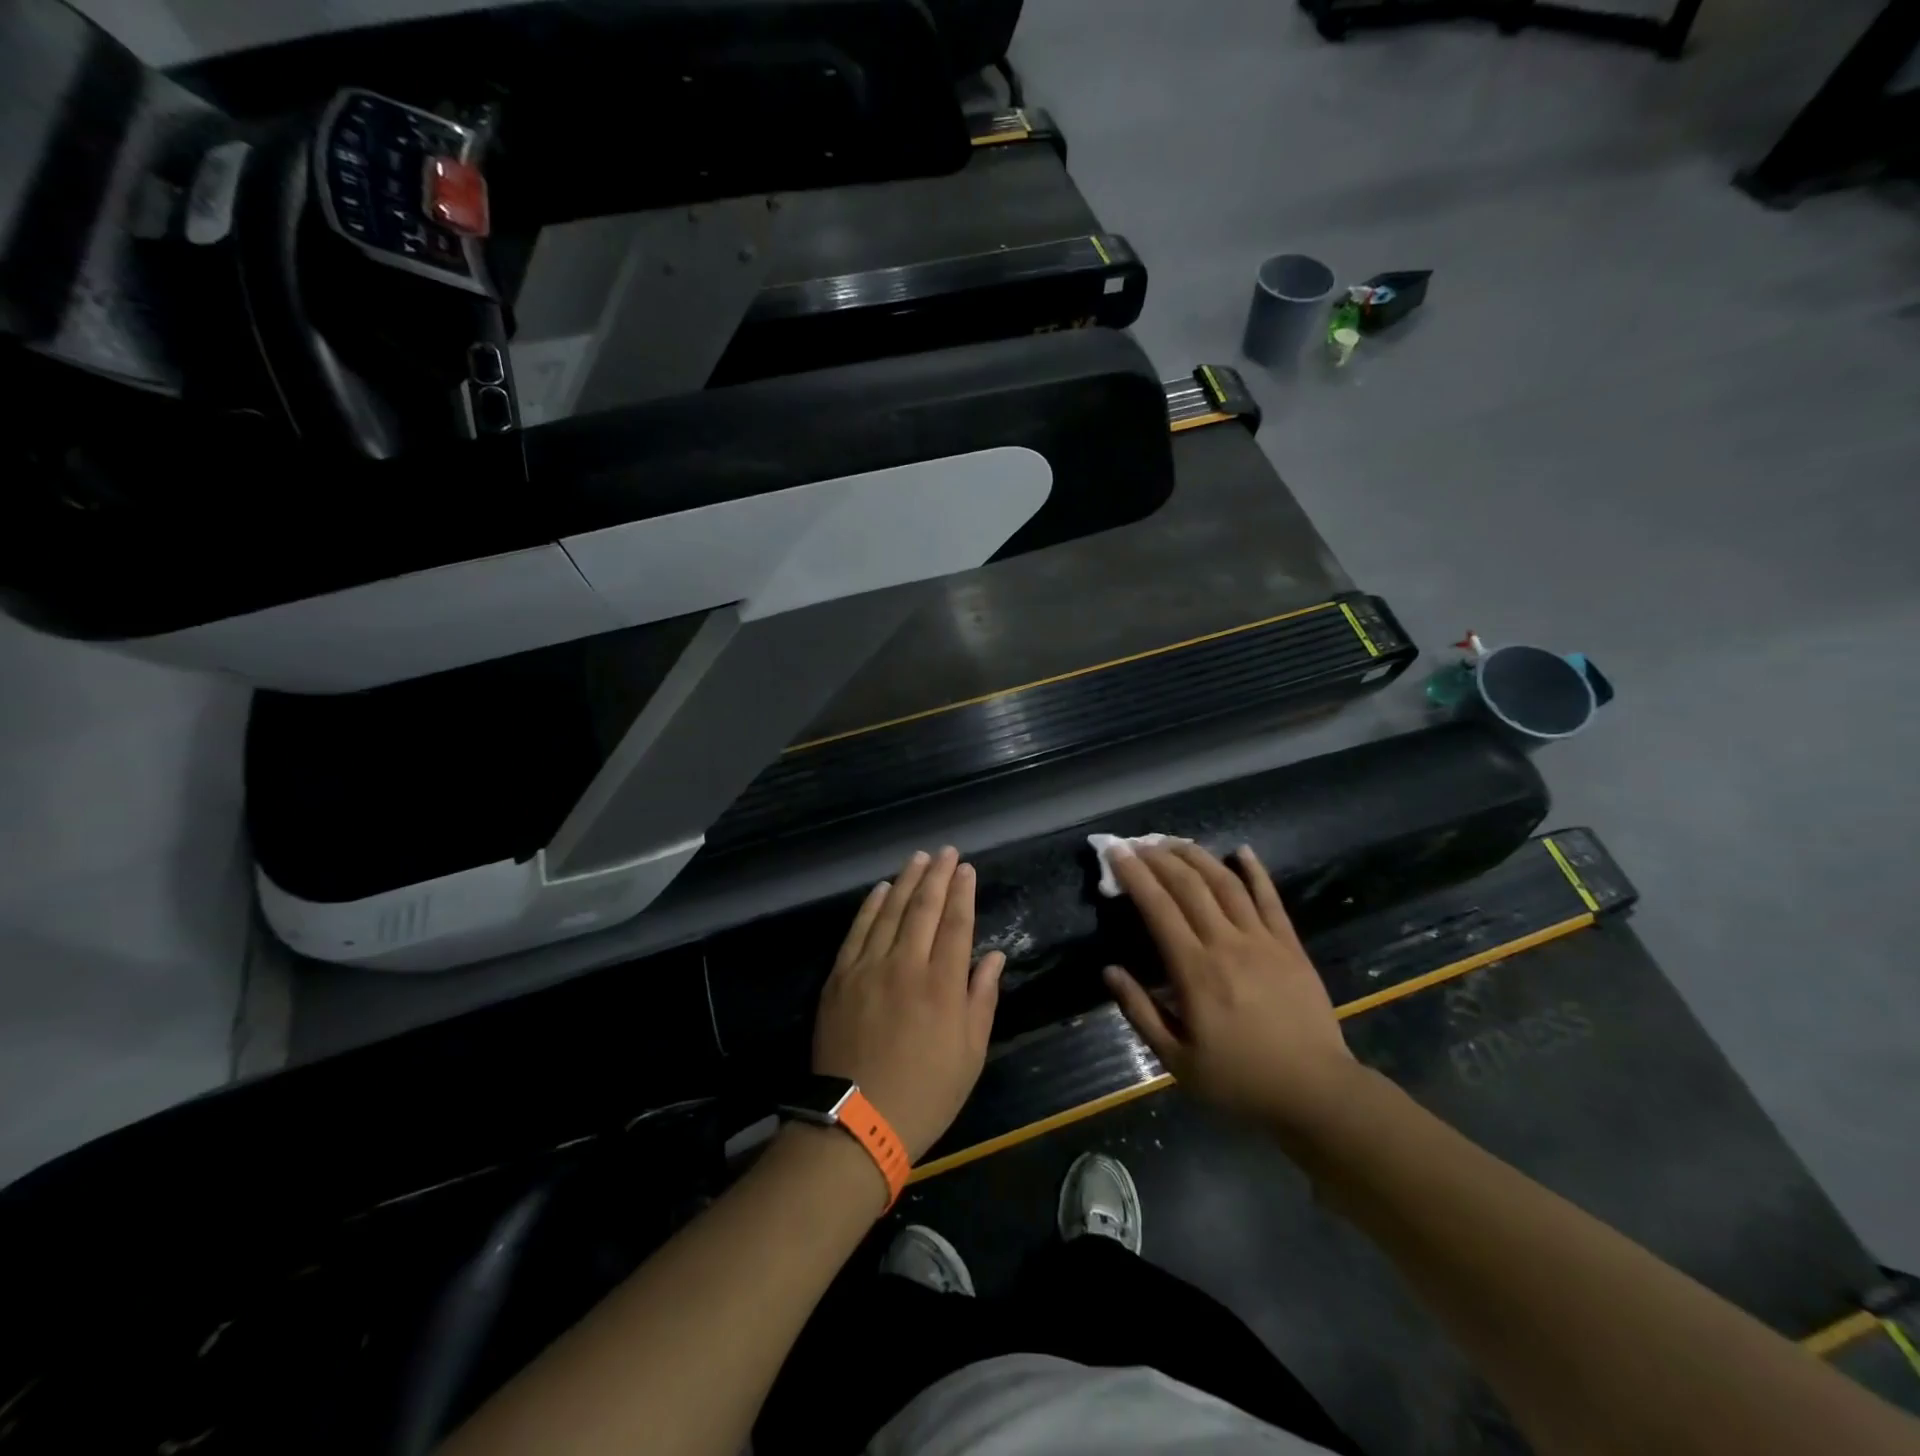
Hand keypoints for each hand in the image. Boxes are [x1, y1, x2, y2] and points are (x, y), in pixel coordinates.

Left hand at [813, 847, 1006, 1160]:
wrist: (857, 1122)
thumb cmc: (925, 1093)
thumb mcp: (970, 1054)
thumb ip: (981, 999)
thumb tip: (993, 957)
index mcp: (943, 985)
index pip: (957, 924)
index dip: (963, 892)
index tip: (967, 868)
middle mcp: (907, 965)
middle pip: (925, 908)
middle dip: (938, 875)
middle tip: (946, 851)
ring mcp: (869, 968)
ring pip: (891, 911)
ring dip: (907, 881)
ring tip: (918, 858)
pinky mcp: (840, 977)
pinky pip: (858, 931)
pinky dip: (871, 906)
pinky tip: (882, 889)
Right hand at [1105, 843, 1357, 1126]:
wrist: (1316, 1094)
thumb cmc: (1240, 1081)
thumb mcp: (1177, 1060)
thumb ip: (1140, 1012)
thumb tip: (1109, 971)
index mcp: (1195, 971)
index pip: (1158, 908)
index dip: (1134, 875)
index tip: (1116, 852)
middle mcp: (1226, 944)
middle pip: (1189, 885)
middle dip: (1159, 857)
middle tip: (1138, 842)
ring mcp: (1263, 941)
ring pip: (1226, 883)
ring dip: (1197, 856)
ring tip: (1174, 841)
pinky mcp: (1291, 946)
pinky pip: (1270, 899)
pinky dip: (1255, 871)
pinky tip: (1242, 851)